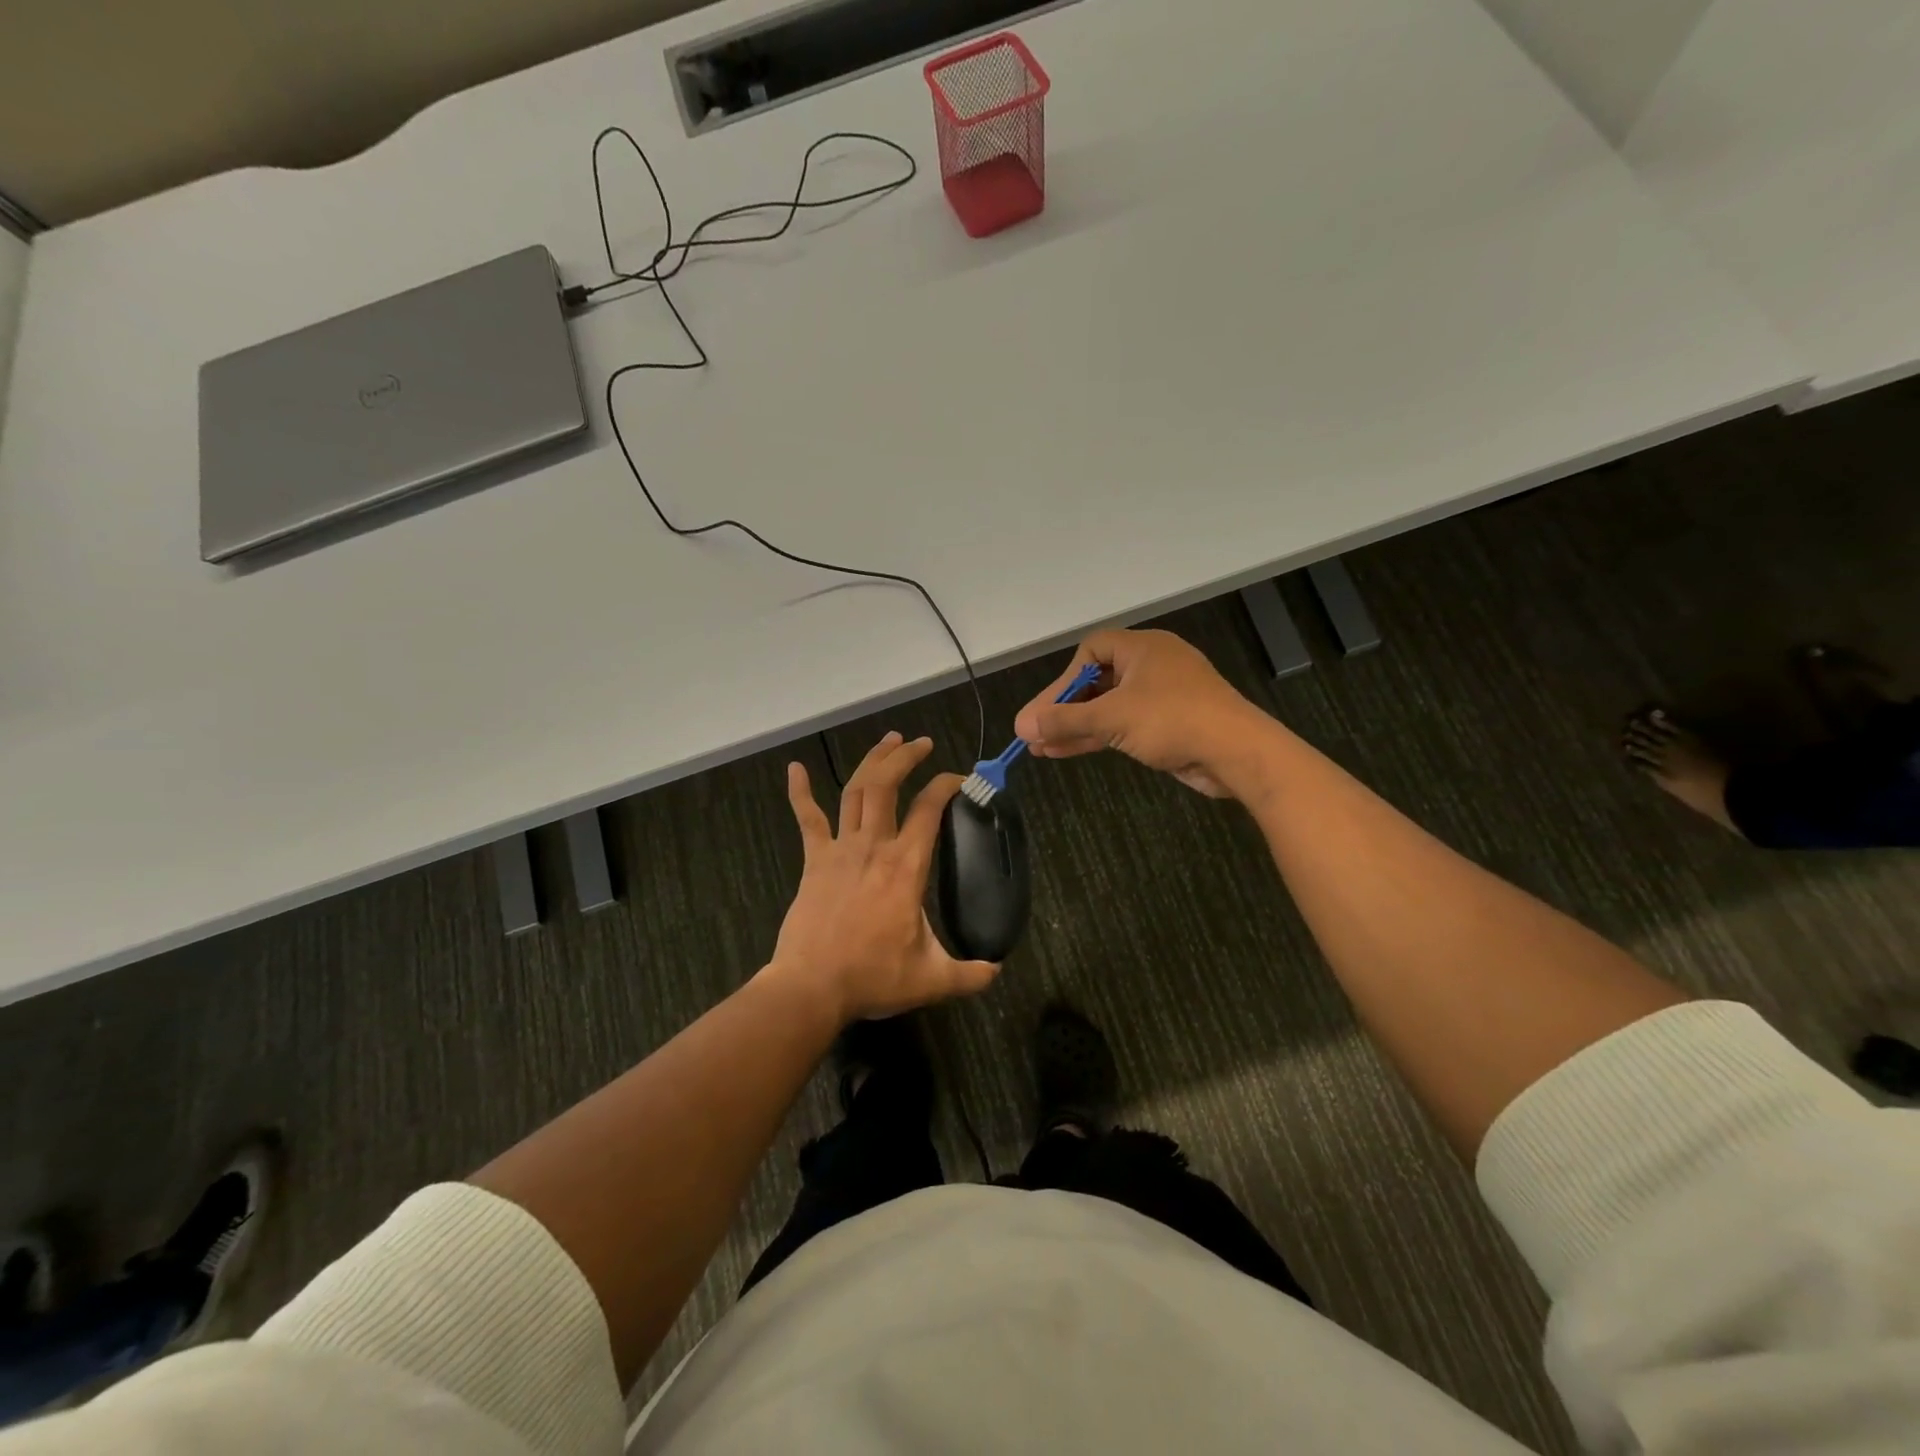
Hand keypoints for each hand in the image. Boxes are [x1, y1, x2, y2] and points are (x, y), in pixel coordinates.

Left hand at [768, 732, 999, 1021]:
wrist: (811, 987)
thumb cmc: (872, 977)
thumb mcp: (931, 979)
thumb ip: (969, 974)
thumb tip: (997, 970)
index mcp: (906, 866)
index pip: (930, 809)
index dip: (947, 785)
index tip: (961, 778)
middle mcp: (874, 846)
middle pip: (887, 785)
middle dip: (905, 757)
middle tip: (921, 743)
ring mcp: (840, 849)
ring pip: (855, 791)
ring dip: (872, 761)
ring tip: (888, 741)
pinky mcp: (814, 860)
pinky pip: (807, 819)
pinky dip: (800, 792)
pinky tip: (794, 768)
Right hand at [1014, 629, 1269, 797]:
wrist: (1236, 752)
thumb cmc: (1172, 719)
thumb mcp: (1112, 718)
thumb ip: (1065, 720)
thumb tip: (1022, 725)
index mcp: (1143, 648)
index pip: (1092, 649)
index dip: (1066, 677)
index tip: (1050, 706)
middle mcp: (1152, 666)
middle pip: (1097, 682)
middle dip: (1064, 708)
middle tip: (1033, 731)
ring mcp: (1162, 697)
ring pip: (1109, 708)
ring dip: (1077, 727)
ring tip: (1040, 748)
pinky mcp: (1169, 725)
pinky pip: (1125, 725)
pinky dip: (1098, 736)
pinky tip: (1067, 751)